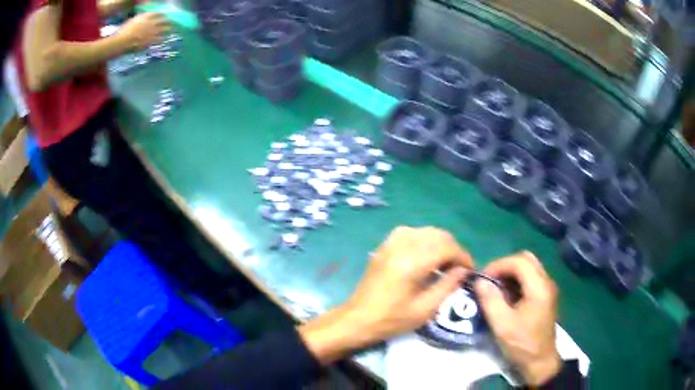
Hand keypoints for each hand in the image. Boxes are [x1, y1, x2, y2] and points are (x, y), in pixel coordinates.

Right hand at [116, 12, 169, 51]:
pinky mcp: (151, 40)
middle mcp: (151, 22)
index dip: (161, 15)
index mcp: (146, 16)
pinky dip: (164, 38)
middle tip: (170, 22)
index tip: (163, 16)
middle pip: (163, 20)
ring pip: (165, 29)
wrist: (122, 41)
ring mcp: (152, 31)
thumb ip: (139, 19)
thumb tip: (141, 18)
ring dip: (168, 29)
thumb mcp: (131, 21)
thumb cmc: (123, 32)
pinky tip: (165, 39)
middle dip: (168, 21)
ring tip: (171, 30)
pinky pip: (161, 39)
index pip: (157, 13)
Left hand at [348, 226, 473, 339]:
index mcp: (412, 263)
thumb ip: (448, 285)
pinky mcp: (384, 246)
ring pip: (425, 231)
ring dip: (440, 243)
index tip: (469, 269)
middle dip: (453, 248)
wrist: (358, 318)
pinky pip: (411, 232)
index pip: (447, 247)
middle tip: (458, 268)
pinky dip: (424, 240)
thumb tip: (463, 270)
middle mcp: (401, 246)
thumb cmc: (392, 319)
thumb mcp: (425, 309)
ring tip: (444, 263)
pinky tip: (425, 256)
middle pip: (438, 234)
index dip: (463, 256)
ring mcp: (390, 243)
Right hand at [475, 252, 561, 385]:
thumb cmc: (522, 344)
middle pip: (526, 259)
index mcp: (539, 287)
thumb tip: (480, 281)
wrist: (540, 361)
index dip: (498, 265)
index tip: (482, 278)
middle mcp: (546, 282)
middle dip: (505, 266)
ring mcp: (547, 288)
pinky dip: (516, 281)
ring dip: (510, 273)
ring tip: (495, 288)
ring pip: (529, 267)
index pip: (519, 261)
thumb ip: (491, 301)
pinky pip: (530, 278)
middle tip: (489, 280)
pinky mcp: (545, 296)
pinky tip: (506, 296)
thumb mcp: (502, 325)